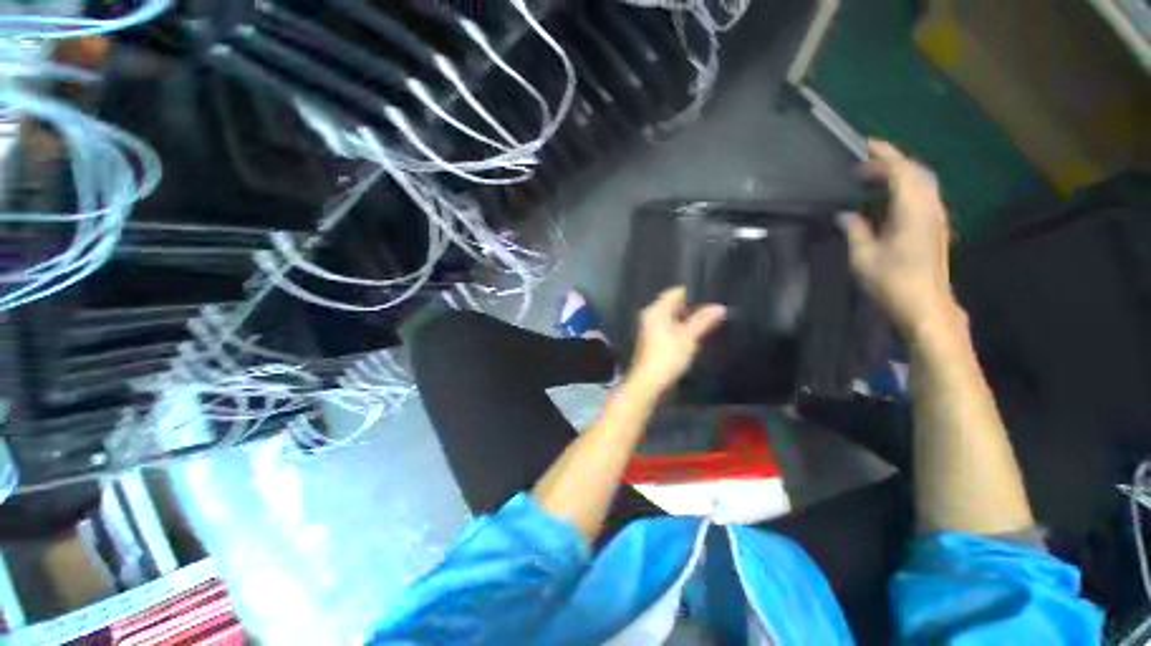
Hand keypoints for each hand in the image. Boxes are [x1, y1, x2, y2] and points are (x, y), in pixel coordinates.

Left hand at [628, 287, 725, 392]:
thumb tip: (719, 307)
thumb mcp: (688, 337)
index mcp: (656, 310)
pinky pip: (671, 328)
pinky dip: (683, 328)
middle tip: (716, 307)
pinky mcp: (655, 341)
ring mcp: (652, 329)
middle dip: (694, 306)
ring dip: (689, 319)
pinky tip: (698, 332)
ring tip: (712, 319)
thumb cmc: (667, 357)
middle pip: (674, 304)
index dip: (694, 293)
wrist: (648, 383)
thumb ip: (703, 320)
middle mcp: (651, 316)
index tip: (713, 294)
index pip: (676, 292)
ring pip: (674, 317)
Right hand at [839, 140, 963, 336]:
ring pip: (922, 183)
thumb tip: (845, 214)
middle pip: (916, 172)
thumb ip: (855, 230)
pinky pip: (923, 196)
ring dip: (900, 175)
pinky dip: (906, 188)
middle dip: (892, 162)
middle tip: (864, 165)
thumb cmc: (892, 281)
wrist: (926, 304)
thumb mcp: (863, 257)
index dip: (884, 156)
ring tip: (874, 179)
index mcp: (912, 211)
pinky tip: (888, 199)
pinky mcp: (935, 228)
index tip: (865, 146)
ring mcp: (935, 218)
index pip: (902, 171)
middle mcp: (929, 208)